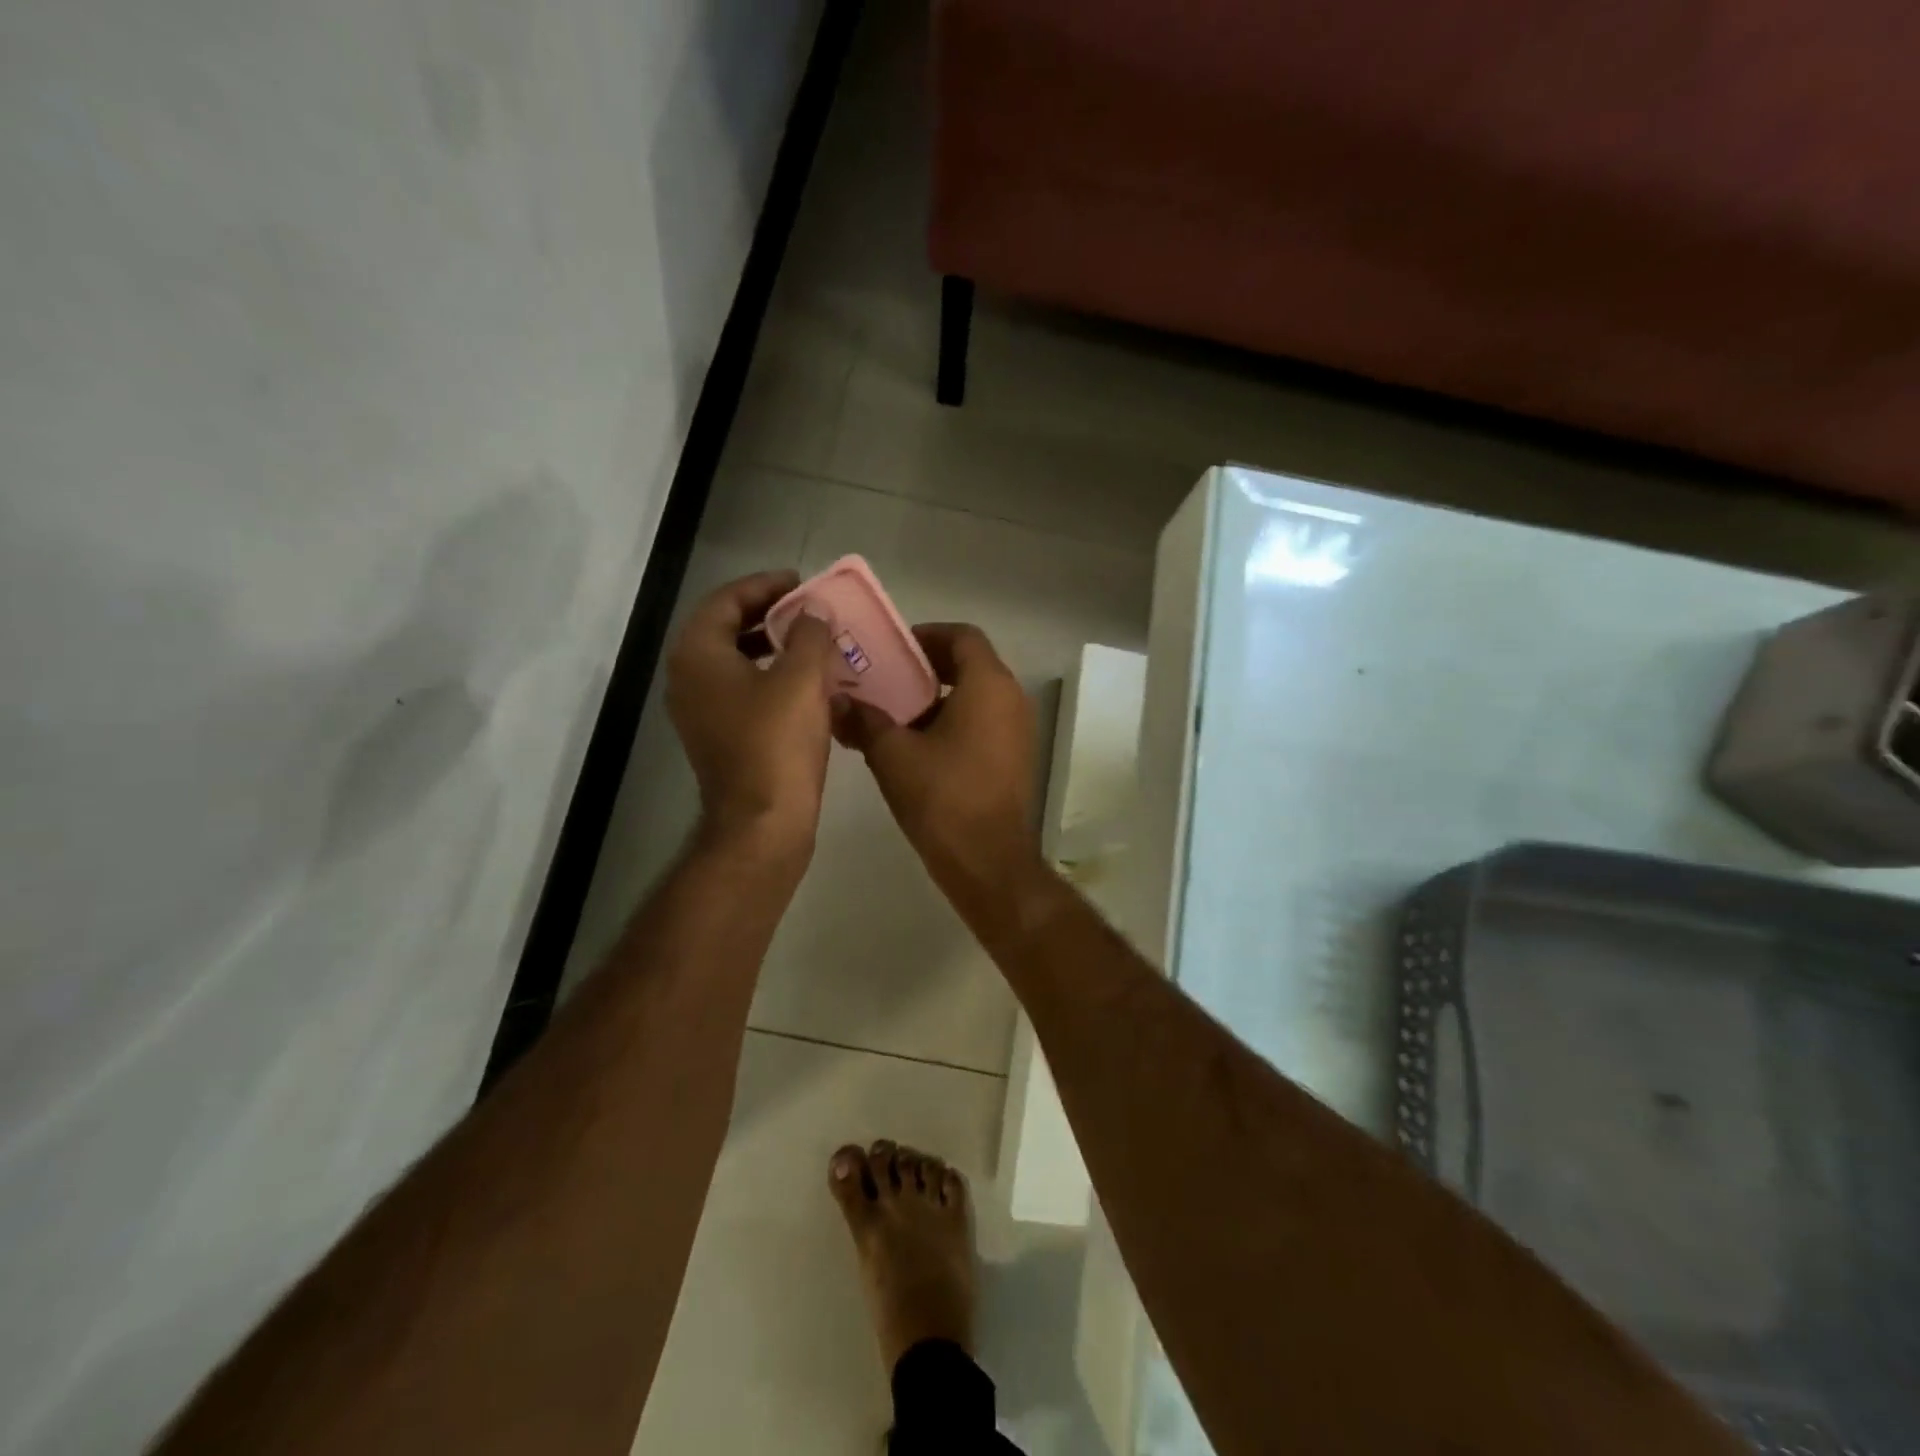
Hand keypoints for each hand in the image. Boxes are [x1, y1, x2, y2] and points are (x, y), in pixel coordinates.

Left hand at [666, 571, 838, 858]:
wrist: (762, 824)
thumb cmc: (777, 745)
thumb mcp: (802, 679)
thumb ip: (810, 634)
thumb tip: (814, 612)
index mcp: (699, 656)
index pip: (725, 600)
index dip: (764, 586)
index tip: (800, 583)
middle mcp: (690, 679)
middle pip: (727, 629)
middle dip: (769, 616)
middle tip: (808, 611)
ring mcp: (701, 713)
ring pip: (736, 663)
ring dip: (773, 648)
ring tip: (813, 644)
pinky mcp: (720, 738)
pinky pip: (744, 692)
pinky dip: (772, 679)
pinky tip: (809, 687)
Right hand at [833, 623, 1041, 899]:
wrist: (988, 861)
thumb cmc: (943, 798)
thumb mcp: (893, 755)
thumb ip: (864, 720)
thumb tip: (836, 702)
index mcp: (989, 685)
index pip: (963, 636)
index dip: (927, 635)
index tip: (893, 650)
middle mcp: (1012, 699)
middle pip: (971, 663)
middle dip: (928, 666)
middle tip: (887, 677)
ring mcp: (1018, 730)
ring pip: (977, 694)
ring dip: (938, 696)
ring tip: (894, 711)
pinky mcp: (1014, 757)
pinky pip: (984, 721)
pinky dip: (954, 720)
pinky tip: (916, 744)